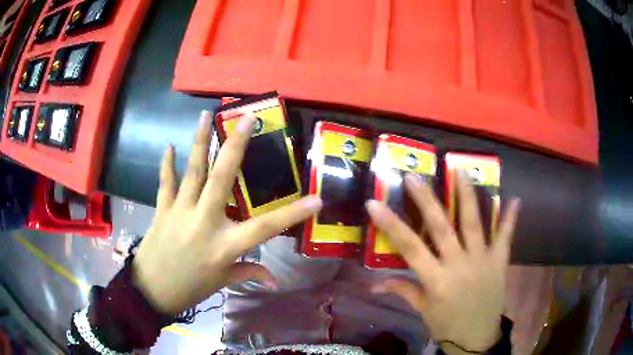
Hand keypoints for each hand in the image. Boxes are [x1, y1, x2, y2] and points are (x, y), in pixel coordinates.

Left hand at [132, 111, 322, 314]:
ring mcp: (180, 212)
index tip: (316, 199)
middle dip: (236, 146)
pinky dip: (167, 164)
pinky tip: (169, 147)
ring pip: (192, 171)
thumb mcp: (222, 282)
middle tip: (246, 118)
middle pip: (221, 179)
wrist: (152, 290)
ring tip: (205, 116)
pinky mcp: (162, 209)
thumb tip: (275, 281)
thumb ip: (249, 273)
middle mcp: (204, 222)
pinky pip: (166, 183)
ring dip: (200, 141)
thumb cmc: (191, 288)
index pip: (265, 228)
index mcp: (224, 246)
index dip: (292, 214)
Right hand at [366, 172, 519, 353]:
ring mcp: (482, 260)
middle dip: (426, 200)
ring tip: (461, 169)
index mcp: (436, 280)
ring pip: (474, 222)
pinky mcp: (500, 261)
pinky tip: (514, 199)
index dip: (390, 224)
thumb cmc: (447, 325)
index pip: (409, 247)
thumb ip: (403, 291)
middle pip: (441, 227)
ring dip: (467, 195)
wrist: (478, 338)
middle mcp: (459, 264)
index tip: (374, 202)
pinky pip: (506, 237)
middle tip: (414, 176)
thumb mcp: (422, 310)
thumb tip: (373, 285)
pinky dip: (510, 218)